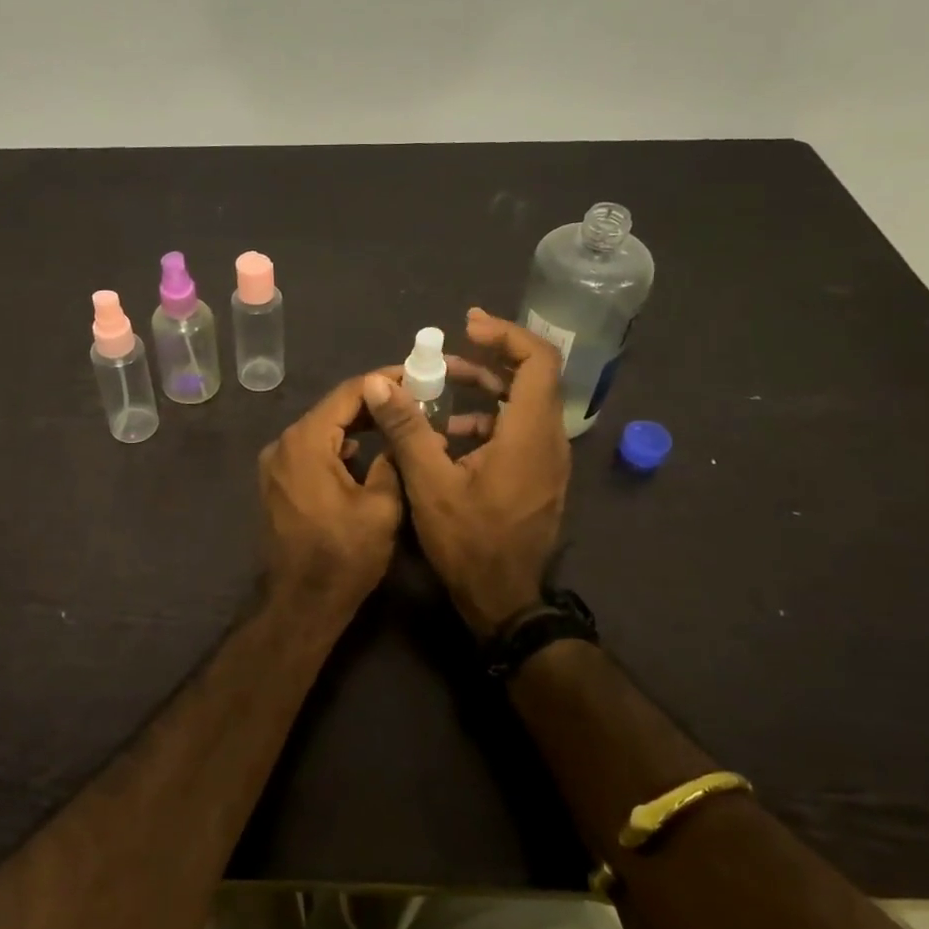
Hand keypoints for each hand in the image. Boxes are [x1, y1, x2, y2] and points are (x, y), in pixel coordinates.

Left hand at [258, 374, 404, 611]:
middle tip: (411, 398)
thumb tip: (399, 434)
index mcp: (305, 441)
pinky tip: (363, 452)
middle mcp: (282, 444)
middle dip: (370, 403)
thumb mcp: (382, 506)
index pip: (347, 393)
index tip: (413, 375)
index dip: (382, 381)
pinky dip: (336, 446)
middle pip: (331, 409)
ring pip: (320, 430)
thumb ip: (391, 459)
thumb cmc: (344, 555)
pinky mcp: (276, 482)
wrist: (302, 602)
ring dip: (354, 425)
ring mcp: (274, 464)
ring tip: (394, 422)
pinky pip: (310, 451)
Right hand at [361, 308, 569, 636]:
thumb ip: (406, 427)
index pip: (538, 361)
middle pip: (532, 379)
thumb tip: (378, 381)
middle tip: (445, 357)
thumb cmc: (469, 541)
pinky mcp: (540, 477)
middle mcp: (549, 440)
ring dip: (485, 391)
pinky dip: (489, 421)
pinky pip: (520, 432)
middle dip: (487, 360)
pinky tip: (450, 436)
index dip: (506, 334)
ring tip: (440, 391)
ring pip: (525, 406)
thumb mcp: (429, 483)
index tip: (468, 327)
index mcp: (530, 434)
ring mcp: (549, 461)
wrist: (505, 601)